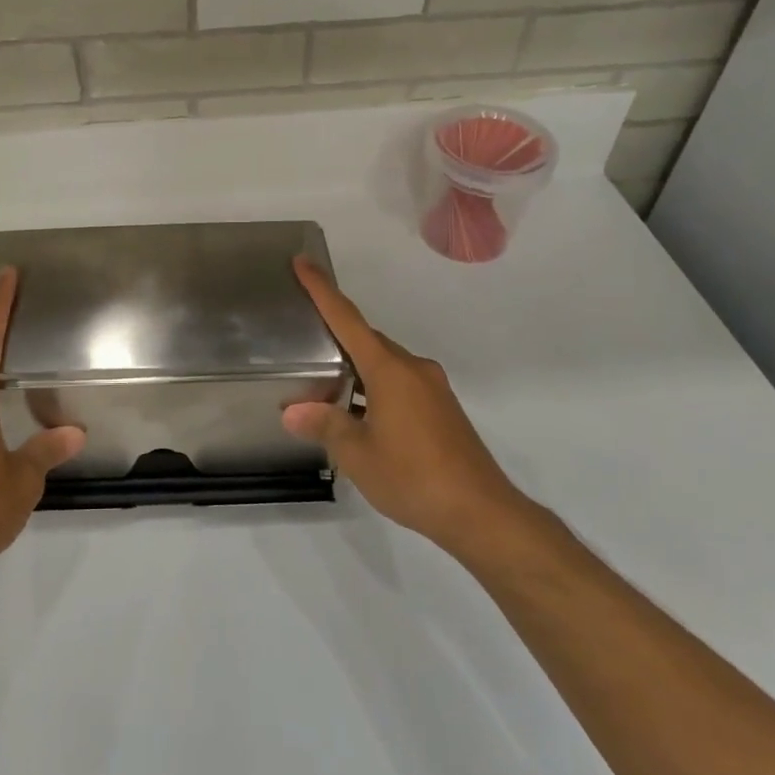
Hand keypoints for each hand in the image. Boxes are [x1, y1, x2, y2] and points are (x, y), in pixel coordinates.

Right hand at [285, 256, 532, 555]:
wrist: (481, 513)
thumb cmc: (414, 477)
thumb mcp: (358, 454)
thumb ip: (325, 425)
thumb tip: (293, 412)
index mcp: (389, 369)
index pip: (348, 319)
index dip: (322, 290)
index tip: (302, 262)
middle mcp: (413, 368)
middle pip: (367, 341)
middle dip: (336, 340)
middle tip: (303, 348)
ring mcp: (432, 388)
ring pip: (384, 365)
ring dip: (356, 372)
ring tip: (326, 391)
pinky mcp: (442, 409)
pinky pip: (400, 384)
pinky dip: (375, 389)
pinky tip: (360, 417)